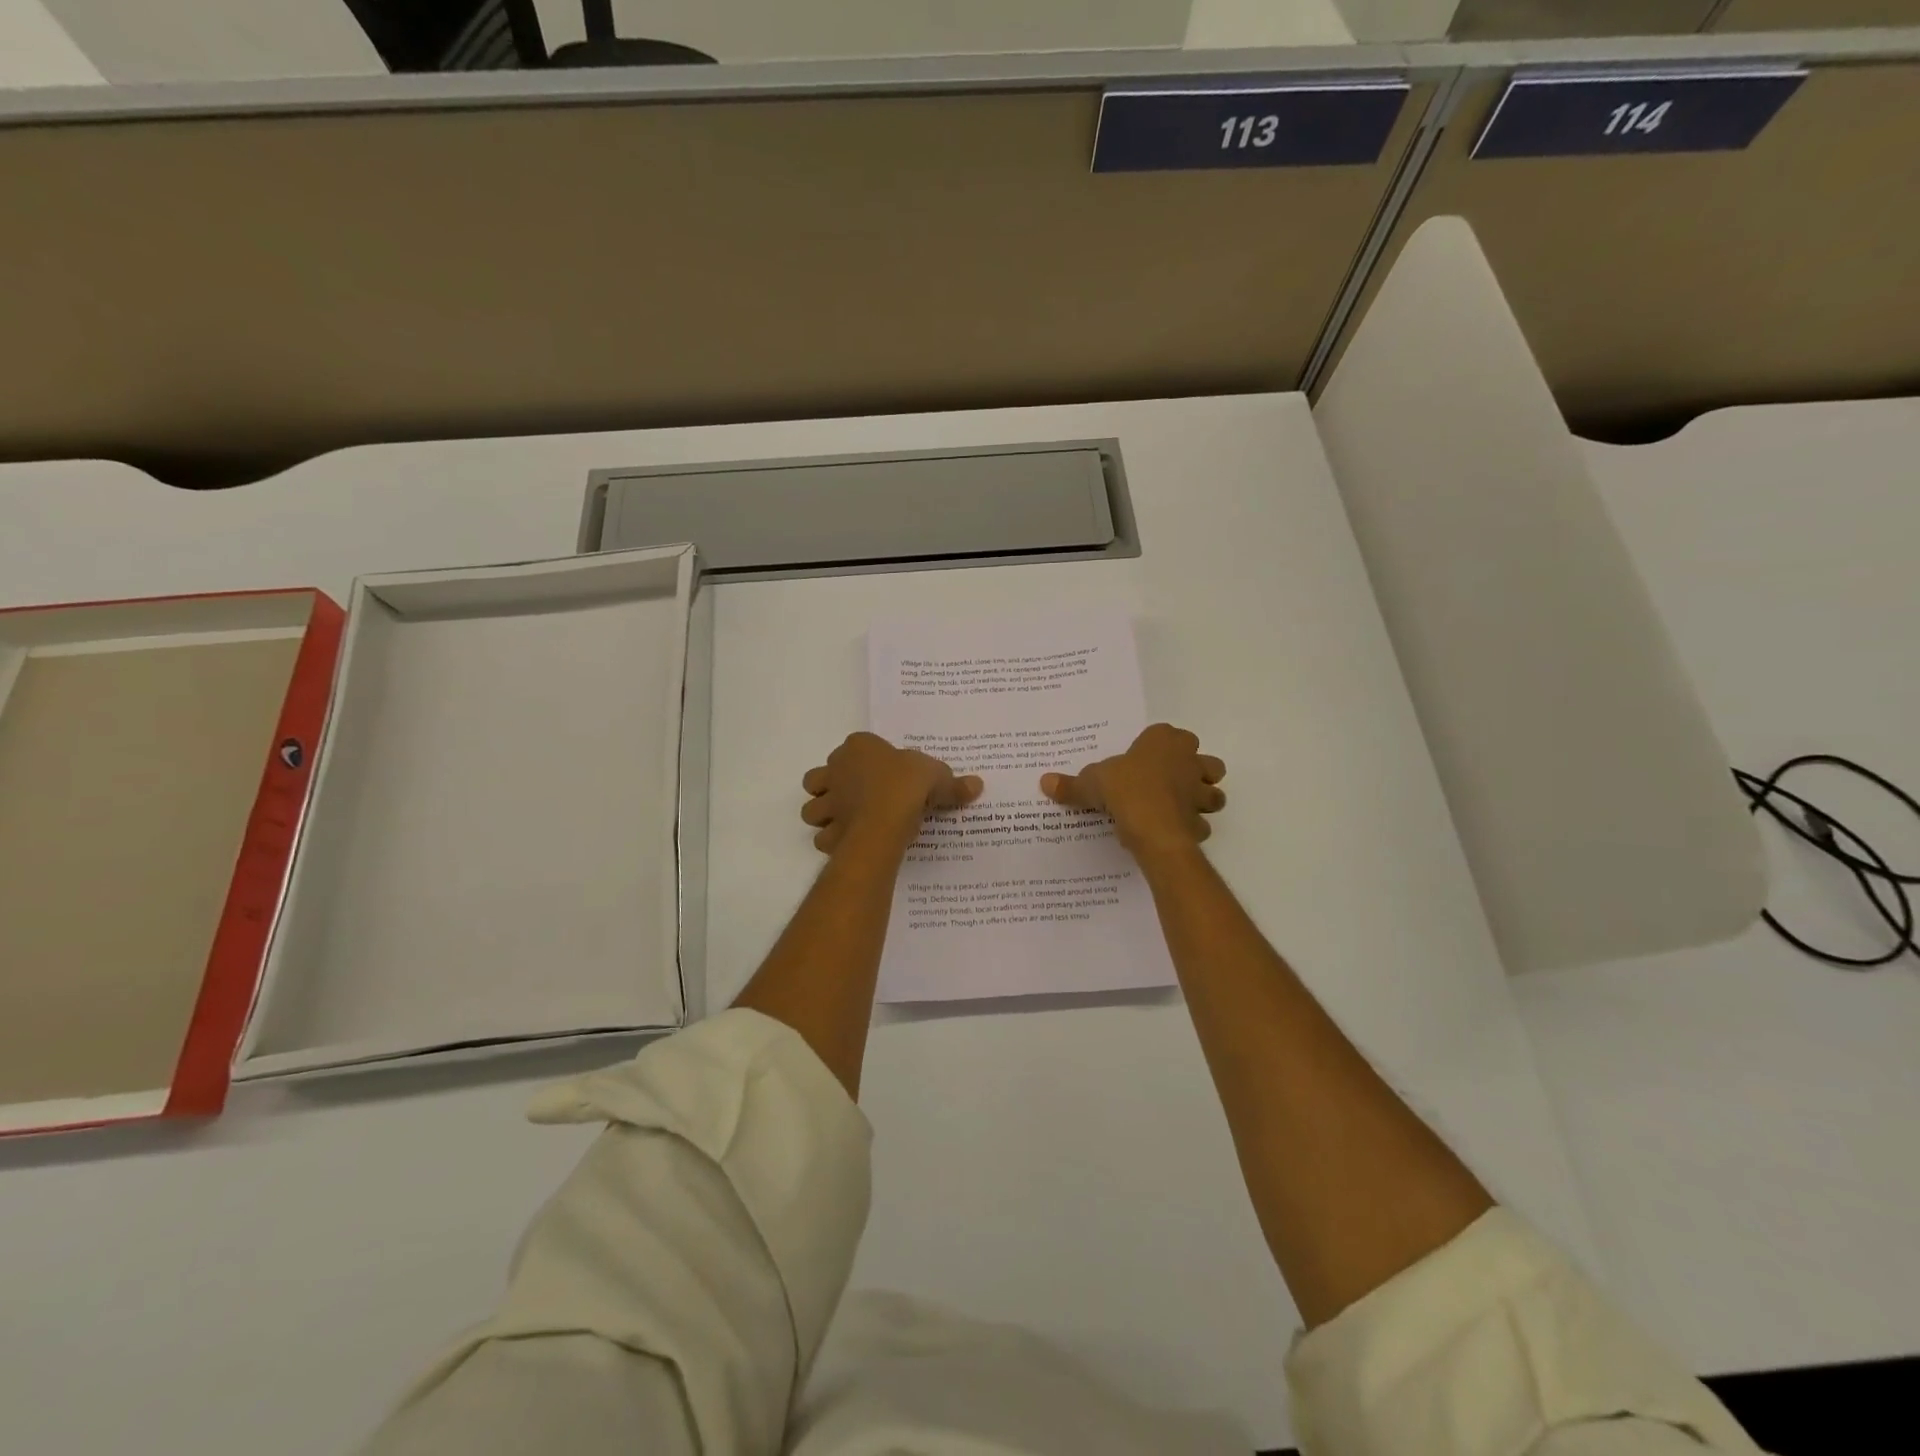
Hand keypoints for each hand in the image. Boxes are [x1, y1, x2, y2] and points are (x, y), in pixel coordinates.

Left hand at [801, 732, 982, 855]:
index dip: (866, 759)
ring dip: (825, 815)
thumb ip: (954, 783)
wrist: (885, 818)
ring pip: (812, 808)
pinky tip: (851, 843)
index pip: (856, 746)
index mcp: (859, 747)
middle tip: (857, 798)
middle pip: (821, 777)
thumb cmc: (907, 785)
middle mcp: (835, 770)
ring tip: (848, 822)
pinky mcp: (828, 830)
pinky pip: (823, 837)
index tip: (885, 773)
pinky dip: (833, 841)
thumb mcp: (938, 777)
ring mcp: (828, 801)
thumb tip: (977, 785)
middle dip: (832, 787)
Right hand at [1040, 723, 1225, 856]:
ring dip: (1202, 800)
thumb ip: (1072, 784)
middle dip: (1195, 771)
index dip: (1158, 746)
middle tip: (1171, 783)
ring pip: (1214, 792)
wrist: (1152, 826)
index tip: (1143, 759)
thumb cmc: (1124, 789)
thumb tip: (1044, 782)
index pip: (1168, 734)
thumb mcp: (1091, 783)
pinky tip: (1171, 833)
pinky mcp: (1201, 820)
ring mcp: (1199, 791)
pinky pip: (1201, 823)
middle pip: (1205, 761)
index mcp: (1164, 740)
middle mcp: (1189, 760)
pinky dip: (1191, 828)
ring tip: (1178, 809)